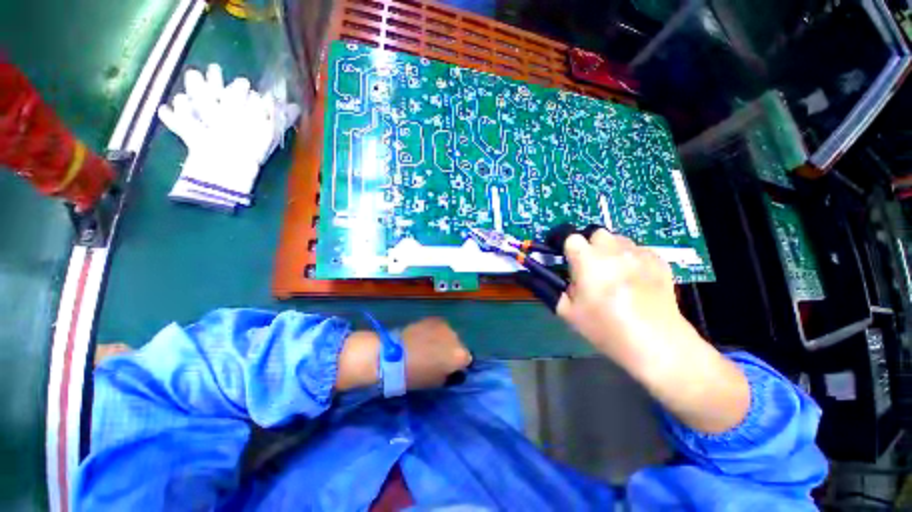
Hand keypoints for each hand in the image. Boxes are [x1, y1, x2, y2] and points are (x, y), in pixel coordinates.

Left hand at [336, 318, 471, 391]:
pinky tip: (423, 337)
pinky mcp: (433, 319)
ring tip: (428, 345)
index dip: (458, 364)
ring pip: (448, 334)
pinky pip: (439, 327)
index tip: (448, 367)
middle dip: (450, 350)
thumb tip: (450, 368)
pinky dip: (434, 332)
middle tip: (437, 356)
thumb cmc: (416, 374)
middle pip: (458, 344)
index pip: (467, 359)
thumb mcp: (436, 382)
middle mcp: (456, 338)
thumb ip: (448, 373)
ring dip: (442, 340)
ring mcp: (445, 326)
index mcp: (459, 356)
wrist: (394, 355)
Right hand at [557, 229, 686, 368]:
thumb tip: (527, 275)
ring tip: (610, 271)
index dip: (561, 242)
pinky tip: (632, 277)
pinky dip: (629, 257)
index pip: (569, 235)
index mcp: (587, 260)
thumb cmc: (605, 328)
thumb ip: (546, 288)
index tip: (559, 253)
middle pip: (594, 232)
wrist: (657, 344)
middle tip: (586, 265)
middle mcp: (613, 249)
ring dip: (608, 249)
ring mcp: (638, 253)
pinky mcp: (658, 260)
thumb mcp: (567, 311)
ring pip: (616, 239)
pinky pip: (636, 249)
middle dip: (586, 244)